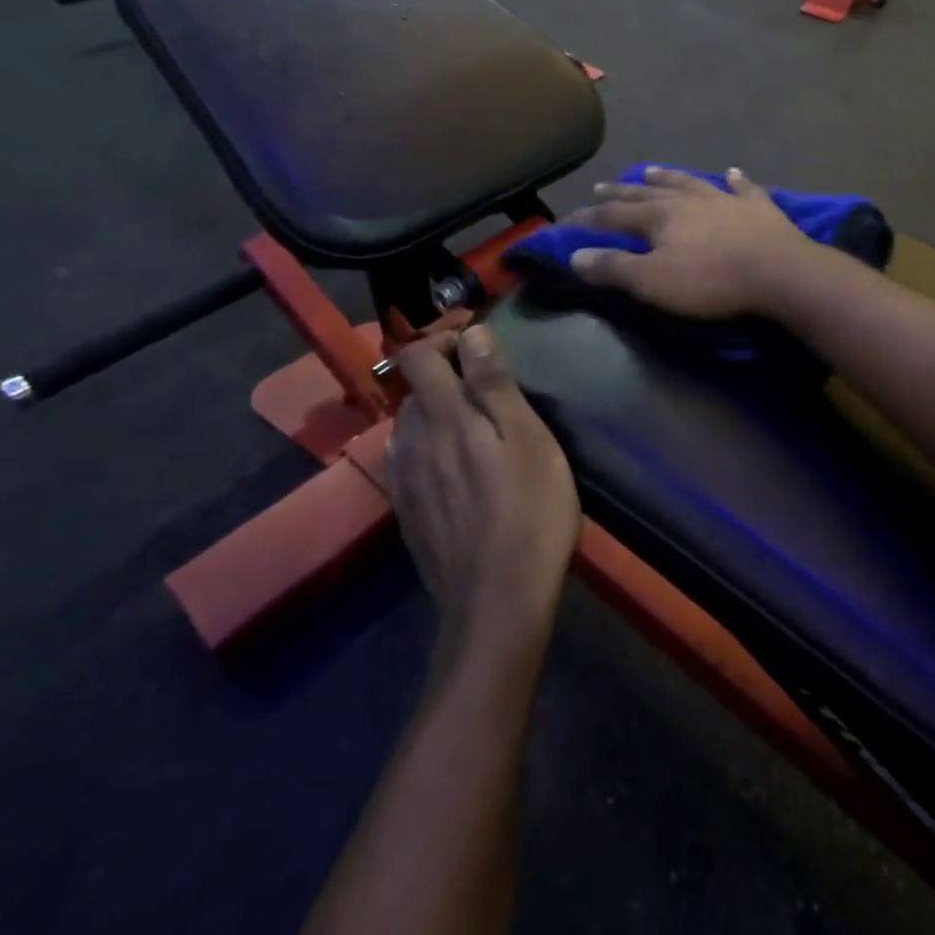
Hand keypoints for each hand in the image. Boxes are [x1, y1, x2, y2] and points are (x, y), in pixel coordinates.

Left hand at [385, 326, 580, 646]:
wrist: (498, 602)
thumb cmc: (530, 509)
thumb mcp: (528, 437)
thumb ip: (495, 383)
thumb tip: (472, 333)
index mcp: (443, 417)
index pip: (416, 355)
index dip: (442, 340)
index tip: (477, 347)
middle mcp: (411, 442)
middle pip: (414, 391)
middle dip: (446, 379)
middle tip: (491, 394)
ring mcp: (404, 482)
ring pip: (410, 428)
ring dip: (438, 417)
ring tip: (479, 434)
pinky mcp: (406, 514)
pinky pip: (409, 463)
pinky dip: (431, 451)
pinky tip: (460, 473)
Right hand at [565, 167, 818, 319]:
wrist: (778, 272)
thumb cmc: (711, 282)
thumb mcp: (653, 282)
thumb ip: (613, 268)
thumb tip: (574, 254)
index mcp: (660, 217)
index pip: (614, 215)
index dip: (589, 218)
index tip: (568, 220)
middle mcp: (688, 200)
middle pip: (648, 193)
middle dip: (622, 192)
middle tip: (602, 186)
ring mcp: (725, 199)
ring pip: (689, 183)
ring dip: (668, 177)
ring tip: (650, 171)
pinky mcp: (759, 207)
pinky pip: (743, 187)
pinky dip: (736, 179)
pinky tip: (732, 172)